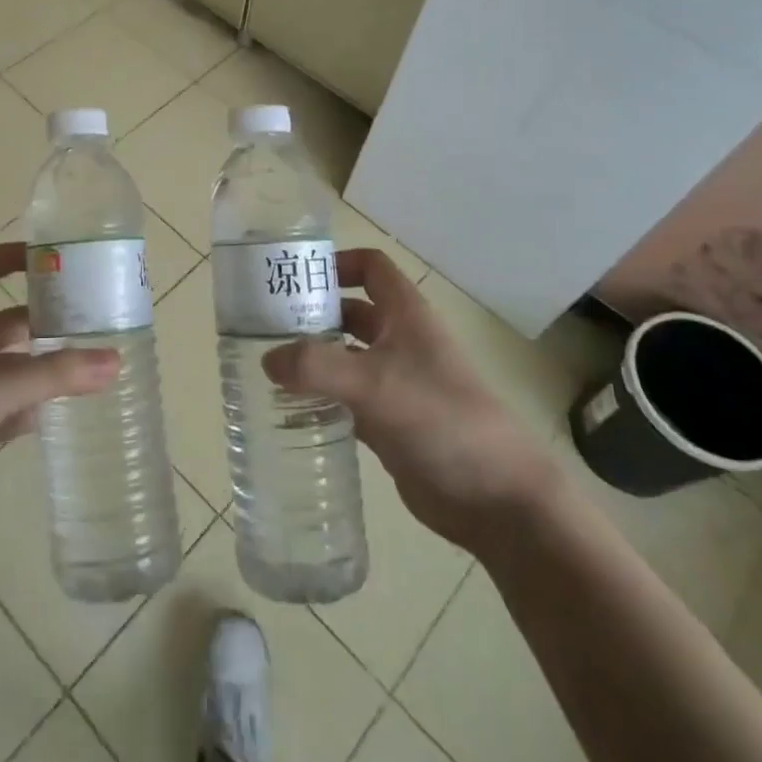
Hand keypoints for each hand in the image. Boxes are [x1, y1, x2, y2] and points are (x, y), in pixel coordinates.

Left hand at [0, 243, 118, 567]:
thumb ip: (54, 374)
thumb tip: (114, 361)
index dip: (9, 257)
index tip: (52, 257)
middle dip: (36, 318)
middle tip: (84, 317)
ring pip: (0, 368)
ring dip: (35, 366)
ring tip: (82, 361)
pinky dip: (24, 408)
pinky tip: (55, 412)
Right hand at [264, 248, 559, 552]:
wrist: (497, 498)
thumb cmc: (440, 420)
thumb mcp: (374, 384)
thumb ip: (316, 367)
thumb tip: (268, 360)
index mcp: (407, 316)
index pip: (371, 267)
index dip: (337, 263)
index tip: (295, 278)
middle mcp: (401, 342)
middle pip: (351, 312)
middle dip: (313, 313)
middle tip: (264, 325)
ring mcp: (397, 384)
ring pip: (346, 357)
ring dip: (313, 358)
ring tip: (268, 365)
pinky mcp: (391, 423)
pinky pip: (347, 399)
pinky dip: (321, 398)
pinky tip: (290, 409)